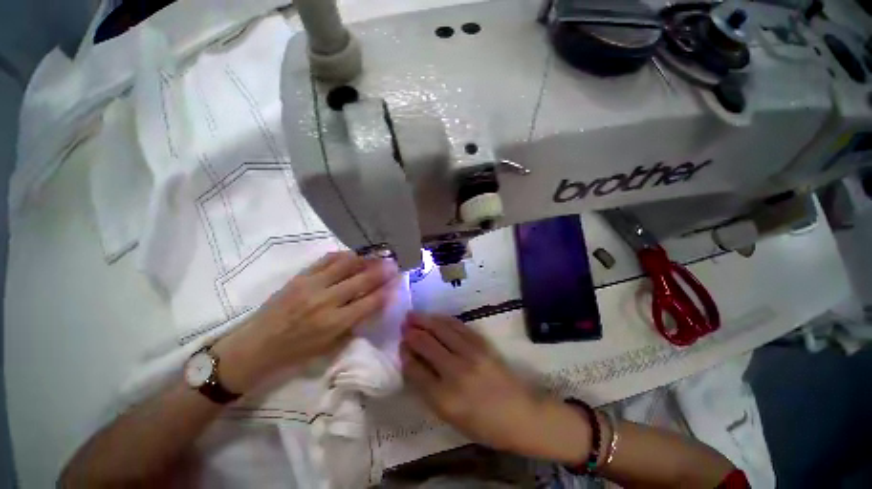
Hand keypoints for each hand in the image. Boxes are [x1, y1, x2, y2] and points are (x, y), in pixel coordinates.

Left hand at [214, 252, 399, 392]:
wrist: (256, 345)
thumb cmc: (296, 352)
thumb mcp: (330, 345)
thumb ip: (355, 323)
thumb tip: (374, 303)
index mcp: (334, 323)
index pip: (370, 301)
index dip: (387, 290)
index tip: (398, 282)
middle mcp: (326, 301)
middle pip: (362, 279)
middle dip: (382, 270)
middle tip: (394, 263)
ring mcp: (312, 285)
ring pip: (346, 264)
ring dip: (365, 259)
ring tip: (376, 256)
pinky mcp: (300, 276)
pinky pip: (327, 259)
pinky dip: (344, 255)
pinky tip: (353, 255)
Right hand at [401, 313, 592, 462]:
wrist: (521, 414)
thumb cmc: (484, 425)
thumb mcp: (451, 418)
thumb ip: (429, 391)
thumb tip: (414, 364)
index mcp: (444, 398)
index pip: (415, 370)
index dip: (405, 355)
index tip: (401, 346)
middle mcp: (455, 372)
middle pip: (427, 344)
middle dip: (412, 333)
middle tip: (403, 325)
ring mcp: (470, 354)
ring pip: (441, 330)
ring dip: (425, 320)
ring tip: (413, 315)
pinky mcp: (482, 344)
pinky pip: (458, 327)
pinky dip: (444, 320)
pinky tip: (436, 317)